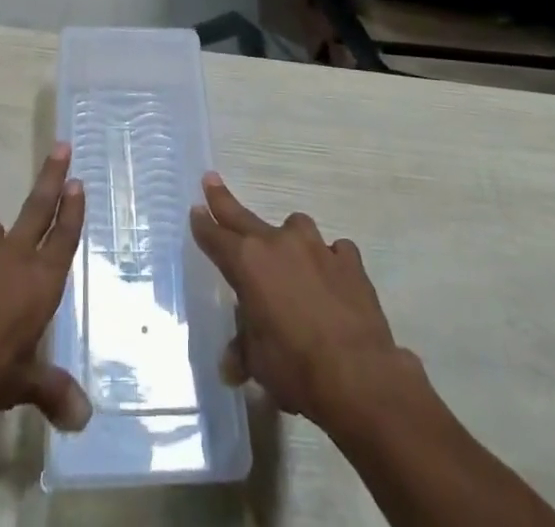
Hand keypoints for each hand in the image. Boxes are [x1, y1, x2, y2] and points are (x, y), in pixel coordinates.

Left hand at [0, 144, 90, 430]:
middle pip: (37, 208)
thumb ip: (51, 391)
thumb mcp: (20, 384)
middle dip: (51, 177)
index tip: (78, 181)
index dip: (72, 210)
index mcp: (38, 281)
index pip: (63, 238)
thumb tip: (84, 419)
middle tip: (61, 146)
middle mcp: (10, 256)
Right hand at [190, 172, 405, 427]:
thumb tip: (231, 364)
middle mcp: (279, 243)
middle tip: (211, 180)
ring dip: (290, 241)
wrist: (359, 376)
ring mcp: (317, 247)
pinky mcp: (349, 260)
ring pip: (296, 228)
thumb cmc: (295, 368)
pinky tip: (334, 281)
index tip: (196, 209)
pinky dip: (330, 262)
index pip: (216, 237)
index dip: (203, 224)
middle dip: (224, 200)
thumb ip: (244, 351)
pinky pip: (335, 251)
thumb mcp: (259, 364)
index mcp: (248, 263)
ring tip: (293, 262)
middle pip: (244, 217)